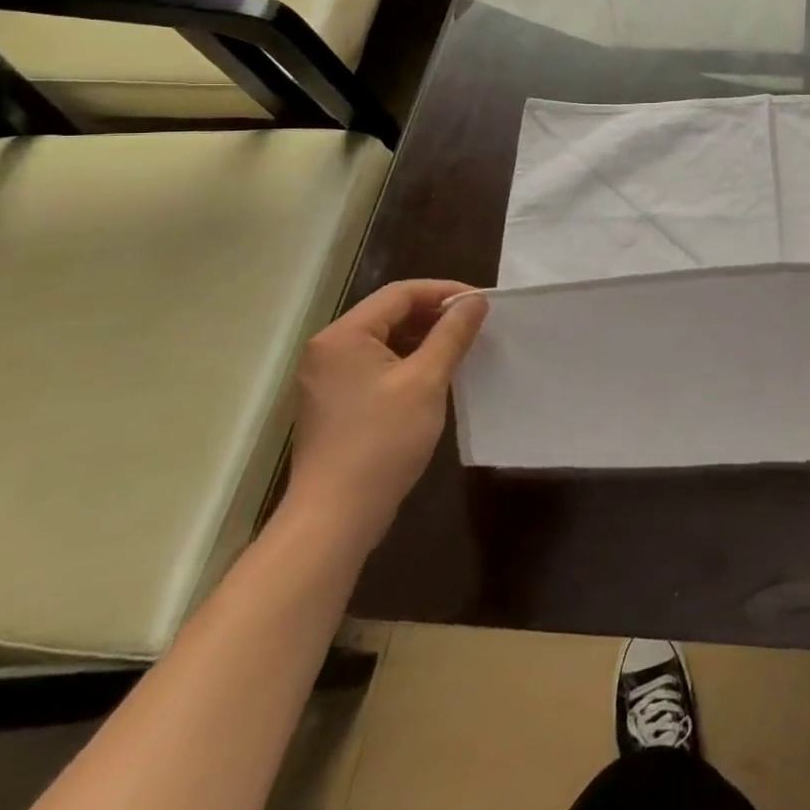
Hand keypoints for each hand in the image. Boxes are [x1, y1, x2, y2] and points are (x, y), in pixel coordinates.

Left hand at [284, 280, 487, 553]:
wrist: (334, 518)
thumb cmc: (382, 441)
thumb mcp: (427, 380)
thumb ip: (452, 334)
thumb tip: (475, 300)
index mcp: (343, 336)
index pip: (400, 293)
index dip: (444, 291)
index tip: (481, 303)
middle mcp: (328, 350)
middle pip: (390, 313)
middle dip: (435, 314)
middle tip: (475, 324)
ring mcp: (327, 379)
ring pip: (384, 340)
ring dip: (424, 338)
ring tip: (462, 347)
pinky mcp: (335, 403)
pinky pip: (376, 365)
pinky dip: (408, 361)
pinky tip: (435, 376)